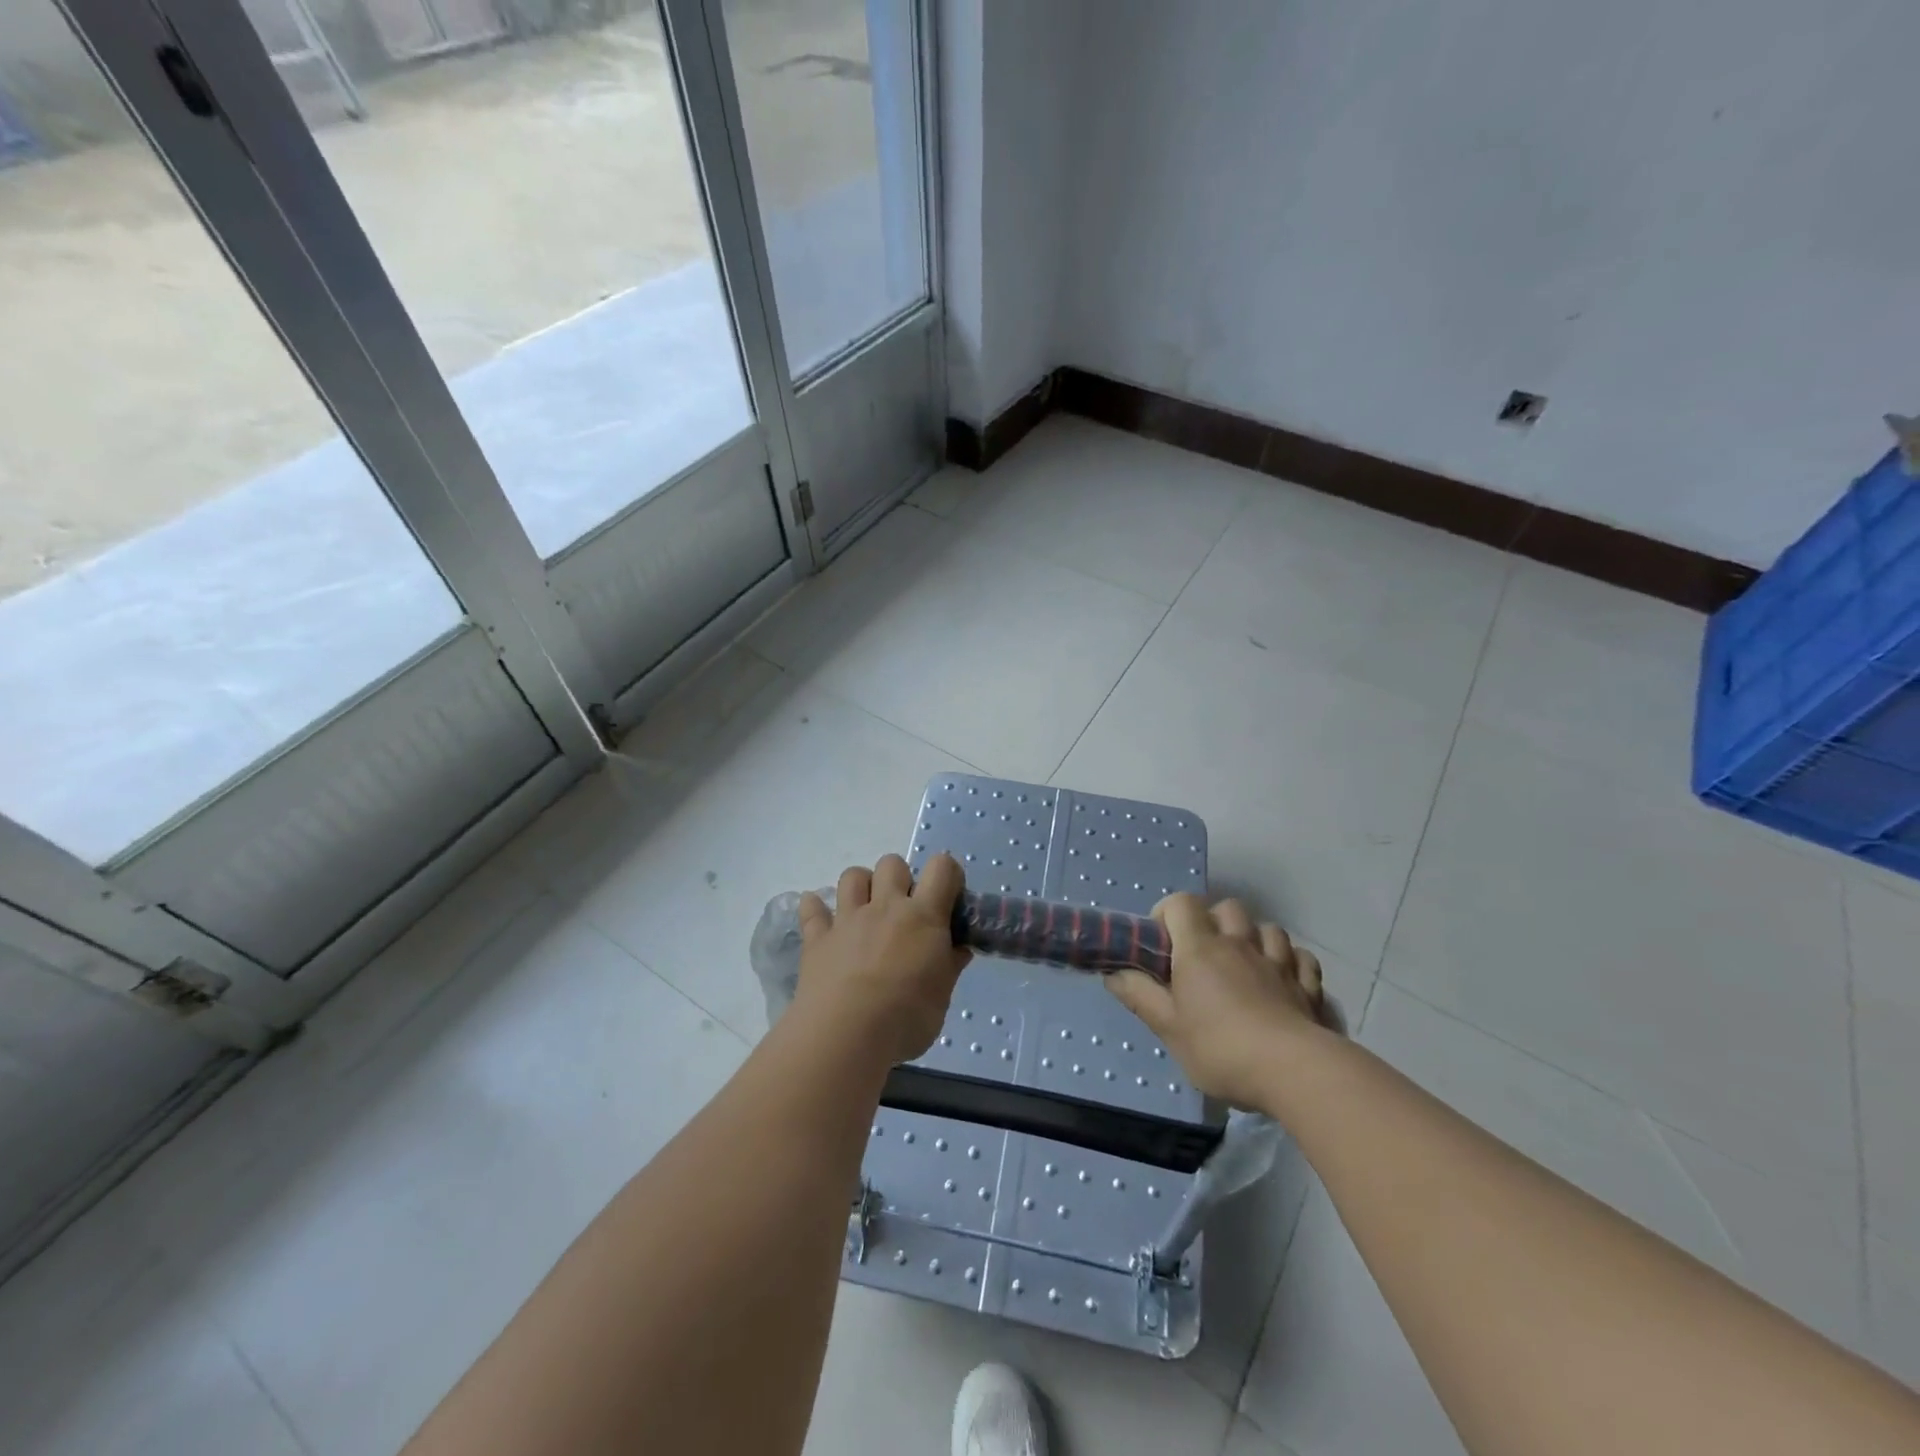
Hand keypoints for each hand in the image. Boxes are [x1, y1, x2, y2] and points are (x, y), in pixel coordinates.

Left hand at [790, 853, 971, 1066]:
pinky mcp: (817, 939)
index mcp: (923, 917)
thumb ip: (949, 966)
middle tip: (904, 912)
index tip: (948, 900)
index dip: (948, 875)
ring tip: (866, 912)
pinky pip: (811, 909)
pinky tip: (820, 918)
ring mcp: (847, 920)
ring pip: (852, 876)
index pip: (942, 868)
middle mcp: (885, 907)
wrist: (846, 1036)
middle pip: (892, 864)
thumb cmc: (906, 1019)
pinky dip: (815, 909)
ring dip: (861, 886)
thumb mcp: (941, 997)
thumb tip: (958, 949)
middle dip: (900, 878)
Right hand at [1107, 893, 1330, 1109]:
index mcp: (1200, 948)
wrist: (1294, 1071)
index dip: (1169, 914)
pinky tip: (1282, 980)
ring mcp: (1278, 962)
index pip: (1181, 902)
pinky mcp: (1307, 985)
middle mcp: (1240, 944)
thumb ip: (1139, 995)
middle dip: (1213, 921)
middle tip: (1203, 955)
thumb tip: (1112, 974)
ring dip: (1254, 938)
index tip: (1163, 944)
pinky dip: (1290, 962)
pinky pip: (1301, 957)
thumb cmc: (1220, 1047)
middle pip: (1227, 908)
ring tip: (1245, 965)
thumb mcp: (1168, 1027)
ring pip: (1268, 928)